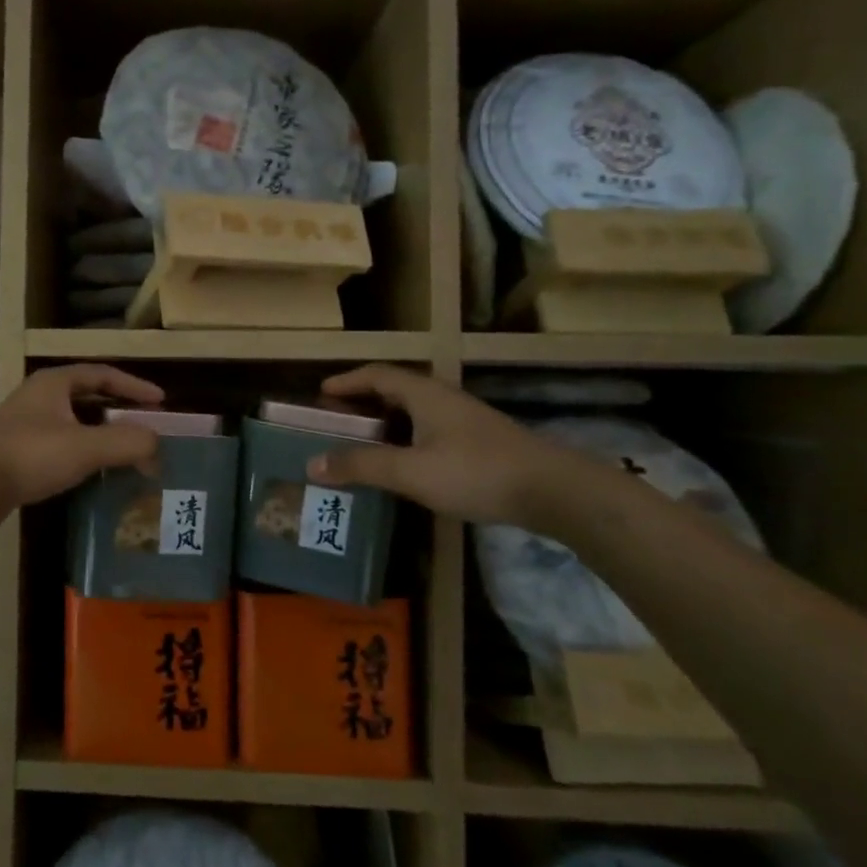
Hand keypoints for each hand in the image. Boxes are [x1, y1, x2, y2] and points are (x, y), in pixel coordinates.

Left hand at [0, 364, 165, 511]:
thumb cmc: (30, 455)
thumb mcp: (86, 447)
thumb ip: (128, 443)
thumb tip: (156, 445)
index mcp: (54, 383)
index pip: (102, 374)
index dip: (134, 385)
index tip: (160, 401)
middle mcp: (38, 397)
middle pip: (87, 397)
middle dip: (118, 411)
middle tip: (145, 426)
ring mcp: (23, 424)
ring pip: (72, 422)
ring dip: (100, 434)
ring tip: (125, 452)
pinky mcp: (15, 451)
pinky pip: (58, 444)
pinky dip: (81, 452)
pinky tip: (92, 472)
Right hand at [304, 364, 576, 526]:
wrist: (554, 491)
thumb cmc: (476, 472)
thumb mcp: (411, 471)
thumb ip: (362, 466)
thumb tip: (312, 464)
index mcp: (425, 395)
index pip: (377, 375)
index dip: (347, 381)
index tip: (320, 393)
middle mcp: (443, 399)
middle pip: (394, 390)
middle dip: (361, 402)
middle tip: (335, 420)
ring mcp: (464, 421)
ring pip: (413, 412)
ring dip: (383, 422)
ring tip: (360, 442)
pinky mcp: (478, 443)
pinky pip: (428, 430)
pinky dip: (404, 439)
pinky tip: (402, 464)